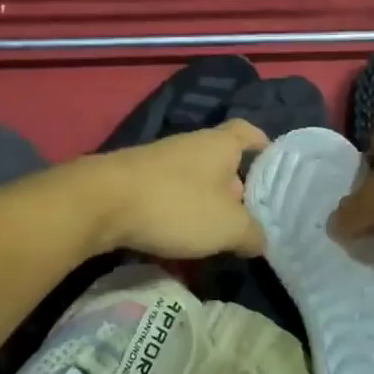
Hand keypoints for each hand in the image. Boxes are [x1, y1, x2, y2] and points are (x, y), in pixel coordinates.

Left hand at [89, 119, 268, 258]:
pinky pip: (168, 194)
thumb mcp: (228, 227)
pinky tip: (178, 238)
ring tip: (214, 235)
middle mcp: (191, 144)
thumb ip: (252, 234)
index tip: (274, 169)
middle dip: (236, 188)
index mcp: (220, 144)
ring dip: (205, 204)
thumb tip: (260, 241)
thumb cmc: (176, 205)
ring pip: (194, 180)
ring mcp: (159, 160)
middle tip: (249, 217)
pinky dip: (178, 212)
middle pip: (223, 161)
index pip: (249, 132)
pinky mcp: (134, 180)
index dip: (264, 147)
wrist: (99, 203)